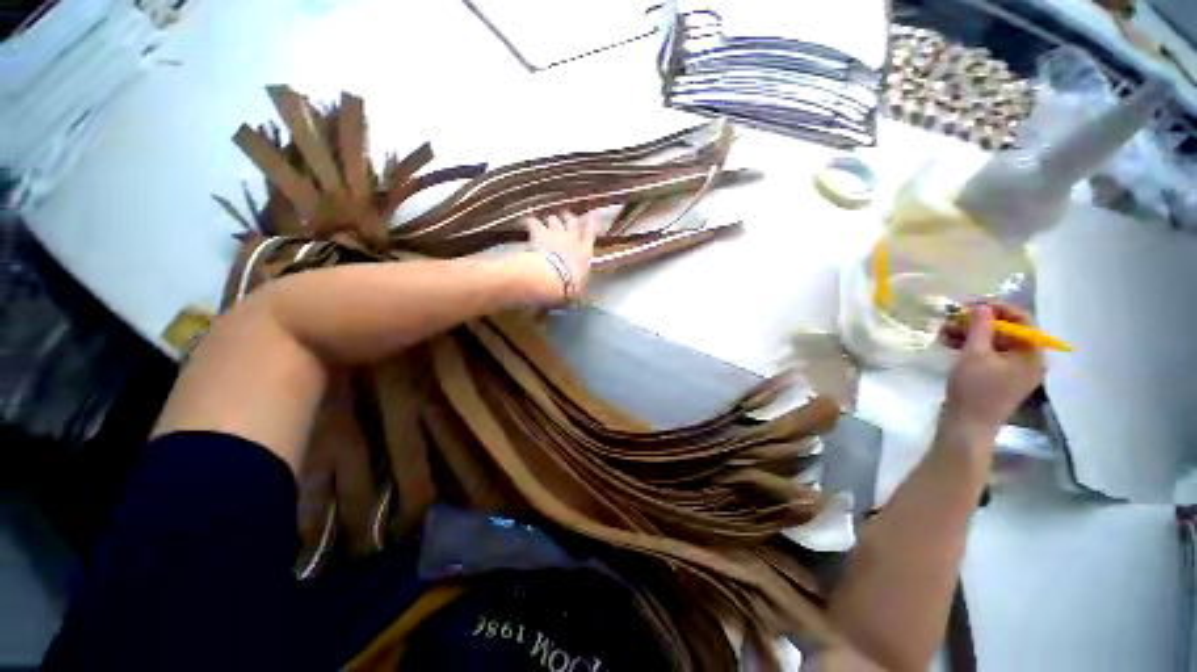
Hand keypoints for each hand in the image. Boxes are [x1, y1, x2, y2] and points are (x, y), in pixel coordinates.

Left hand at [518, 210, 600, 303]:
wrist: (550, 278)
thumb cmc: (569, 287)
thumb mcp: (579, 291)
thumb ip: (579, 288)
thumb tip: (582, 298)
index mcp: (585, 252)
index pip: (591, 235)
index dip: (592, 224)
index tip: (593, 216)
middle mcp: (572, 239)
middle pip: (572, 222)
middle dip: (569, 218)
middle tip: (566, 215)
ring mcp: (555, 234)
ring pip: (554, 220)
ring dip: (552, 220)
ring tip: (547, 220)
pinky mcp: (538, 233)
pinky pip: (533, 222)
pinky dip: (530, 221)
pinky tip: (526, 220)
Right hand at [940, 303, 1044, 437]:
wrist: (967, 425)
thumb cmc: (974, 389)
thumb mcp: (974, 354)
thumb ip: (980, 327)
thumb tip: (981, 306)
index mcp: (1031, 354)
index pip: (1022, 321)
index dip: (998, 309)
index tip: (971, 305)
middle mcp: (1028, 360)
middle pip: (1006, 331)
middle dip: (978, 323)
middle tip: (952, 319)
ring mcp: (1013, 370)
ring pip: (994, 342)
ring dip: (970, 334)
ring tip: (944, 332)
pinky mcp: (998, 378)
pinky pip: (988, 354)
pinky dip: (970, 346)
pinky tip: (949, 344)